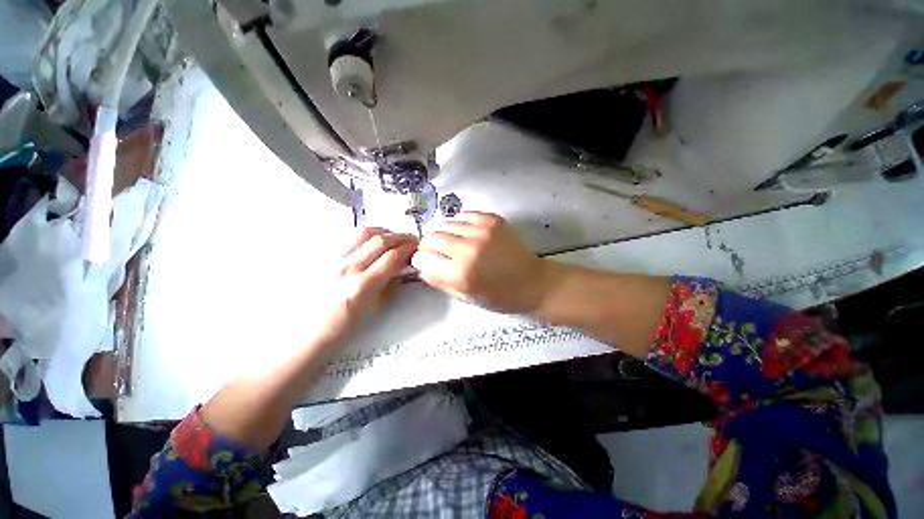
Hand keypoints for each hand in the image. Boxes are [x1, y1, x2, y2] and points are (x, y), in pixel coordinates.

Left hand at [322, 227, 417, 342]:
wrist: (310, 331)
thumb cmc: (345, 326)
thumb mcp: (376, 308)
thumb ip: (392, 284)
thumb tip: (404, 267)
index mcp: (363, 285)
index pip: (392, 257)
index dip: (409, 248)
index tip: (418, 247)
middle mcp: (348, 268)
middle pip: (380, 240)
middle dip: (401, 237)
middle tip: (412, 239)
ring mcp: (335, 260)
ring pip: (364, 233)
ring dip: (385, 232)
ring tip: (394, 237)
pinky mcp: (327, 257)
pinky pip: (351, 238)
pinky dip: (368, 235)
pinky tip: (374, 241)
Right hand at [411, 212, 555, 313]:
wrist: (532, 282)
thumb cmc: (499, 297)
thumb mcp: (466, 297)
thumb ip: (439, 282)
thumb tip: (421, 268)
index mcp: (459, 273)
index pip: (423, 257)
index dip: (420, 259)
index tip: (425, 261)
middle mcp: (467, 249)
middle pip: (432, 237)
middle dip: (429, 245)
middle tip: (437, 252)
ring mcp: (481, 231)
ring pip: (446, 224)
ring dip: (445, 233)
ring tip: (453, 242)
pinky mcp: (493, 220)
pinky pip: (465, 214)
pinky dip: (460, 223)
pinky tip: (465, 232)